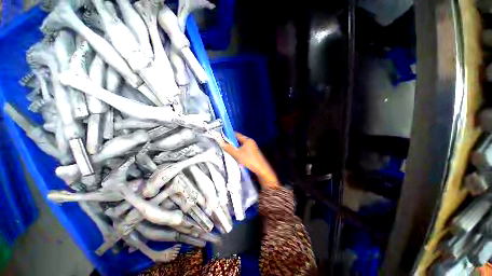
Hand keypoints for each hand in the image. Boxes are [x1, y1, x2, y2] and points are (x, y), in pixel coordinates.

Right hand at [219, 133, 279, 188]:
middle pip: (238, 140)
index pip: (236, 134)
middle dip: (232, 143)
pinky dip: (239, 152)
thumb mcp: (237, 154)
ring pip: (241, 146)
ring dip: (235, 149)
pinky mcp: (253, 153)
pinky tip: (236, 157)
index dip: (229, 135)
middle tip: (225, 147)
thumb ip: (229, 148)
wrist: (261, 169)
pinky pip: (244, 150)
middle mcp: (250, 142)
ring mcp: (252, 147)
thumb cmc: (249, 160)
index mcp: (247, 140)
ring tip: (230, 152)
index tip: (222, 138)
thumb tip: (220, 142)